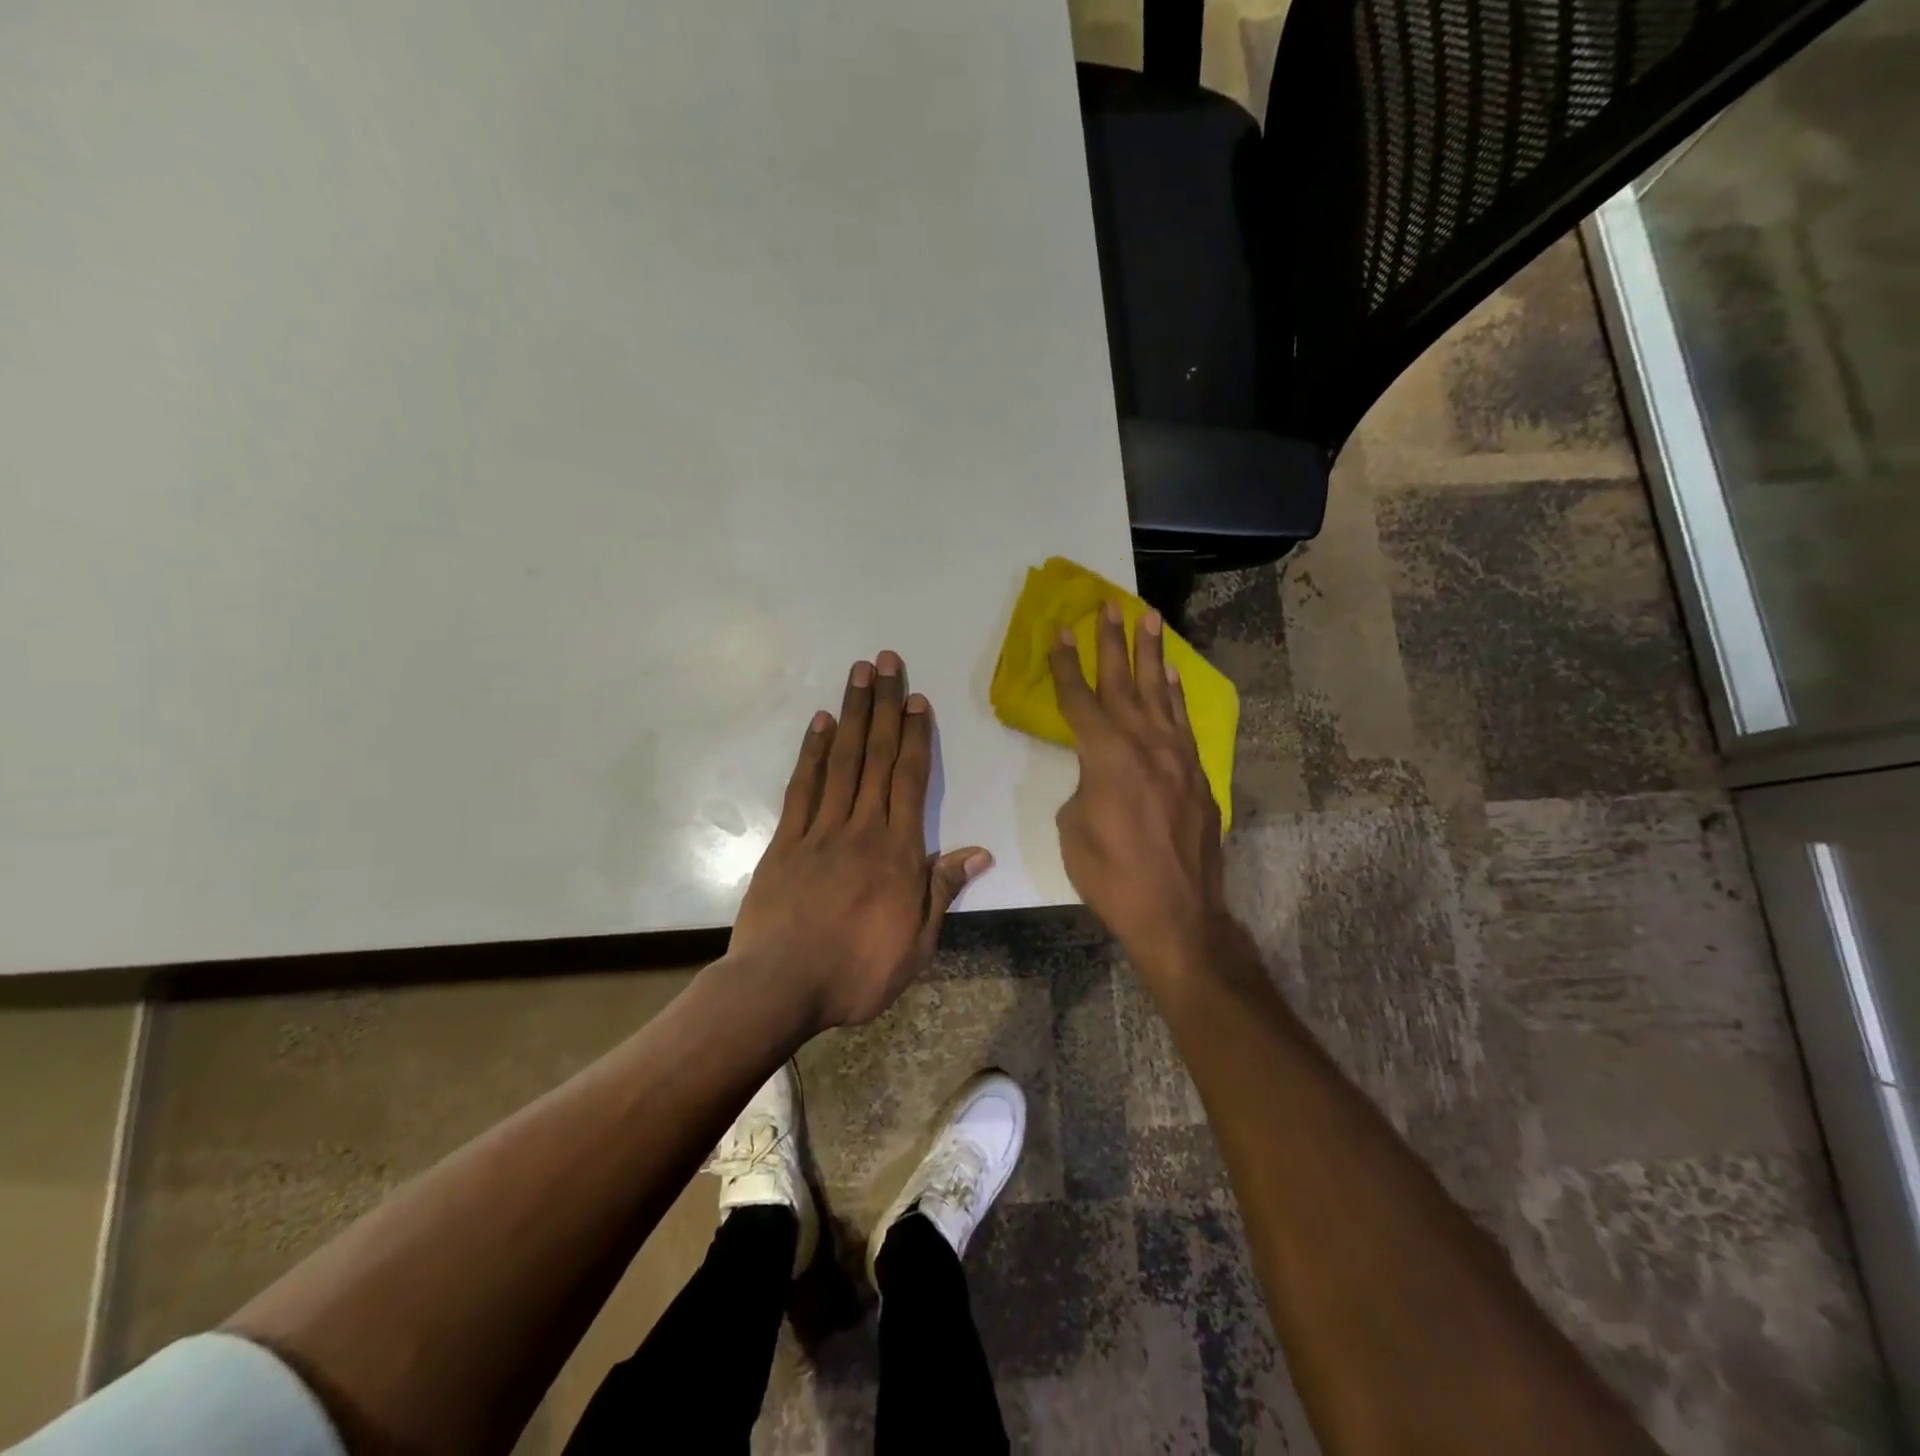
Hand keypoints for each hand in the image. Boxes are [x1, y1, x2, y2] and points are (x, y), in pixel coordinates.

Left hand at [731, 651, 992, 1030]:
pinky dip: (813, 752)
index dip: (916, 737)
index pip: (911, 781)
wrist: (780, 987)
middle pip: (877, 757)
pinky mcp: (786, 841)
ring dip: (852, 715)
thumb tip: (979, 852)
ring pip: (842, 761)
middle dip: (884, 706)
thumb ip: (943, 891)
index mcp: (898, 852)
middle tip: (886, 662)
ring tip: (858, 675)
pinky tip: (821, 724)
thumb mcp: (917, 944)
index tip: (916, 700)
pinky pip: (802, 788)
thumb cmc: (857, 972)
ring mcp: (820, 831)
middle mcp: (861, 828)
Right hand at [1051, 602, 1227, 973]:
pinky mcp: (1197, 774)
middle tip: (1109, 605)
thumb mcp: (1074, 828)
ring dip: (1152, 654)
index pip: (1080, 699)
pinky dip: (1175, 694)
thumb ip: (1084, 786)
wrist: (1176, 913)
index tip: (1058, 631)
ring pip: (1160, 693)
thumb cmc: (1111, 876)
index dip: (1065, 665)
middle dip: (1113, 642)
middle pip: (1123, 682)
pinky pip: (1183, 722)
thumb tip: (1100, 775)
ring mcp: (1177, 757)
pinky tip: (1170, 676)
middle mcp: (1145, 744)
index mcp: (1106, 756)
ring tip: (1150, 618)